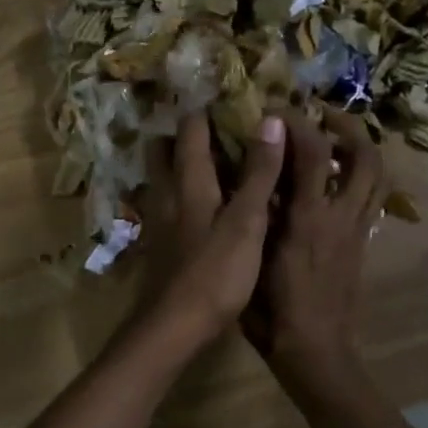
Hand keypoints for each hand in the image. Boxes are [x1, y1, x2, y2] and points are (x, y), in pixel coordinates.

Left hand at [138, 112, 285, 349]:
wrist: (174, 327)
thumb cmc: (215, 273)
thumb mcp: (247, 222)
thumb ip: (259, 173)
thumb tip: (269, 119)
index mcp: (188, 183)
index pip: (189, 130)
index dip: (206, 111)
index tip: (230, 100)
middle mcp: (166, 195)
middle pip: (164, 151)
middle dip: (184, 135)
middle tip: (217, 131)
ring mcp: (158, 222)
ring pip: (162, 179)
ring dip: (181, 166)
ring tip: (215, 166)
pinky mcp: (159, 247)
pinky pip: (167, 207)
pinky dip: (182, 197)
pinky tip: (204, 211)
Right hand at [244, 108, 387, 399]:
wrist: (314, 349)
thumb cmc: (273, 309)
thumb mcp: (255, 257)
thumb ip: (257, 211)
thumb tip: (253, 172)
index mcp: (310, 218)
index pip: (314, 151)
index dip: (297, 122)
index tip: (276, 108)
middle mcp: (342, 217)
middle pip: (366, 156)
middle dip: (347, 127)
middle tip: (320, 116)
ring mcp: (358, 231)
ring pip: (378, 177)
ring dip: (362, 149)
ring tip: (335, 141)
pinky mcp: (362, 244)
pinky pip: (372, 199)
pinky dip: (361, 178)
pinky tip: (336, 181)